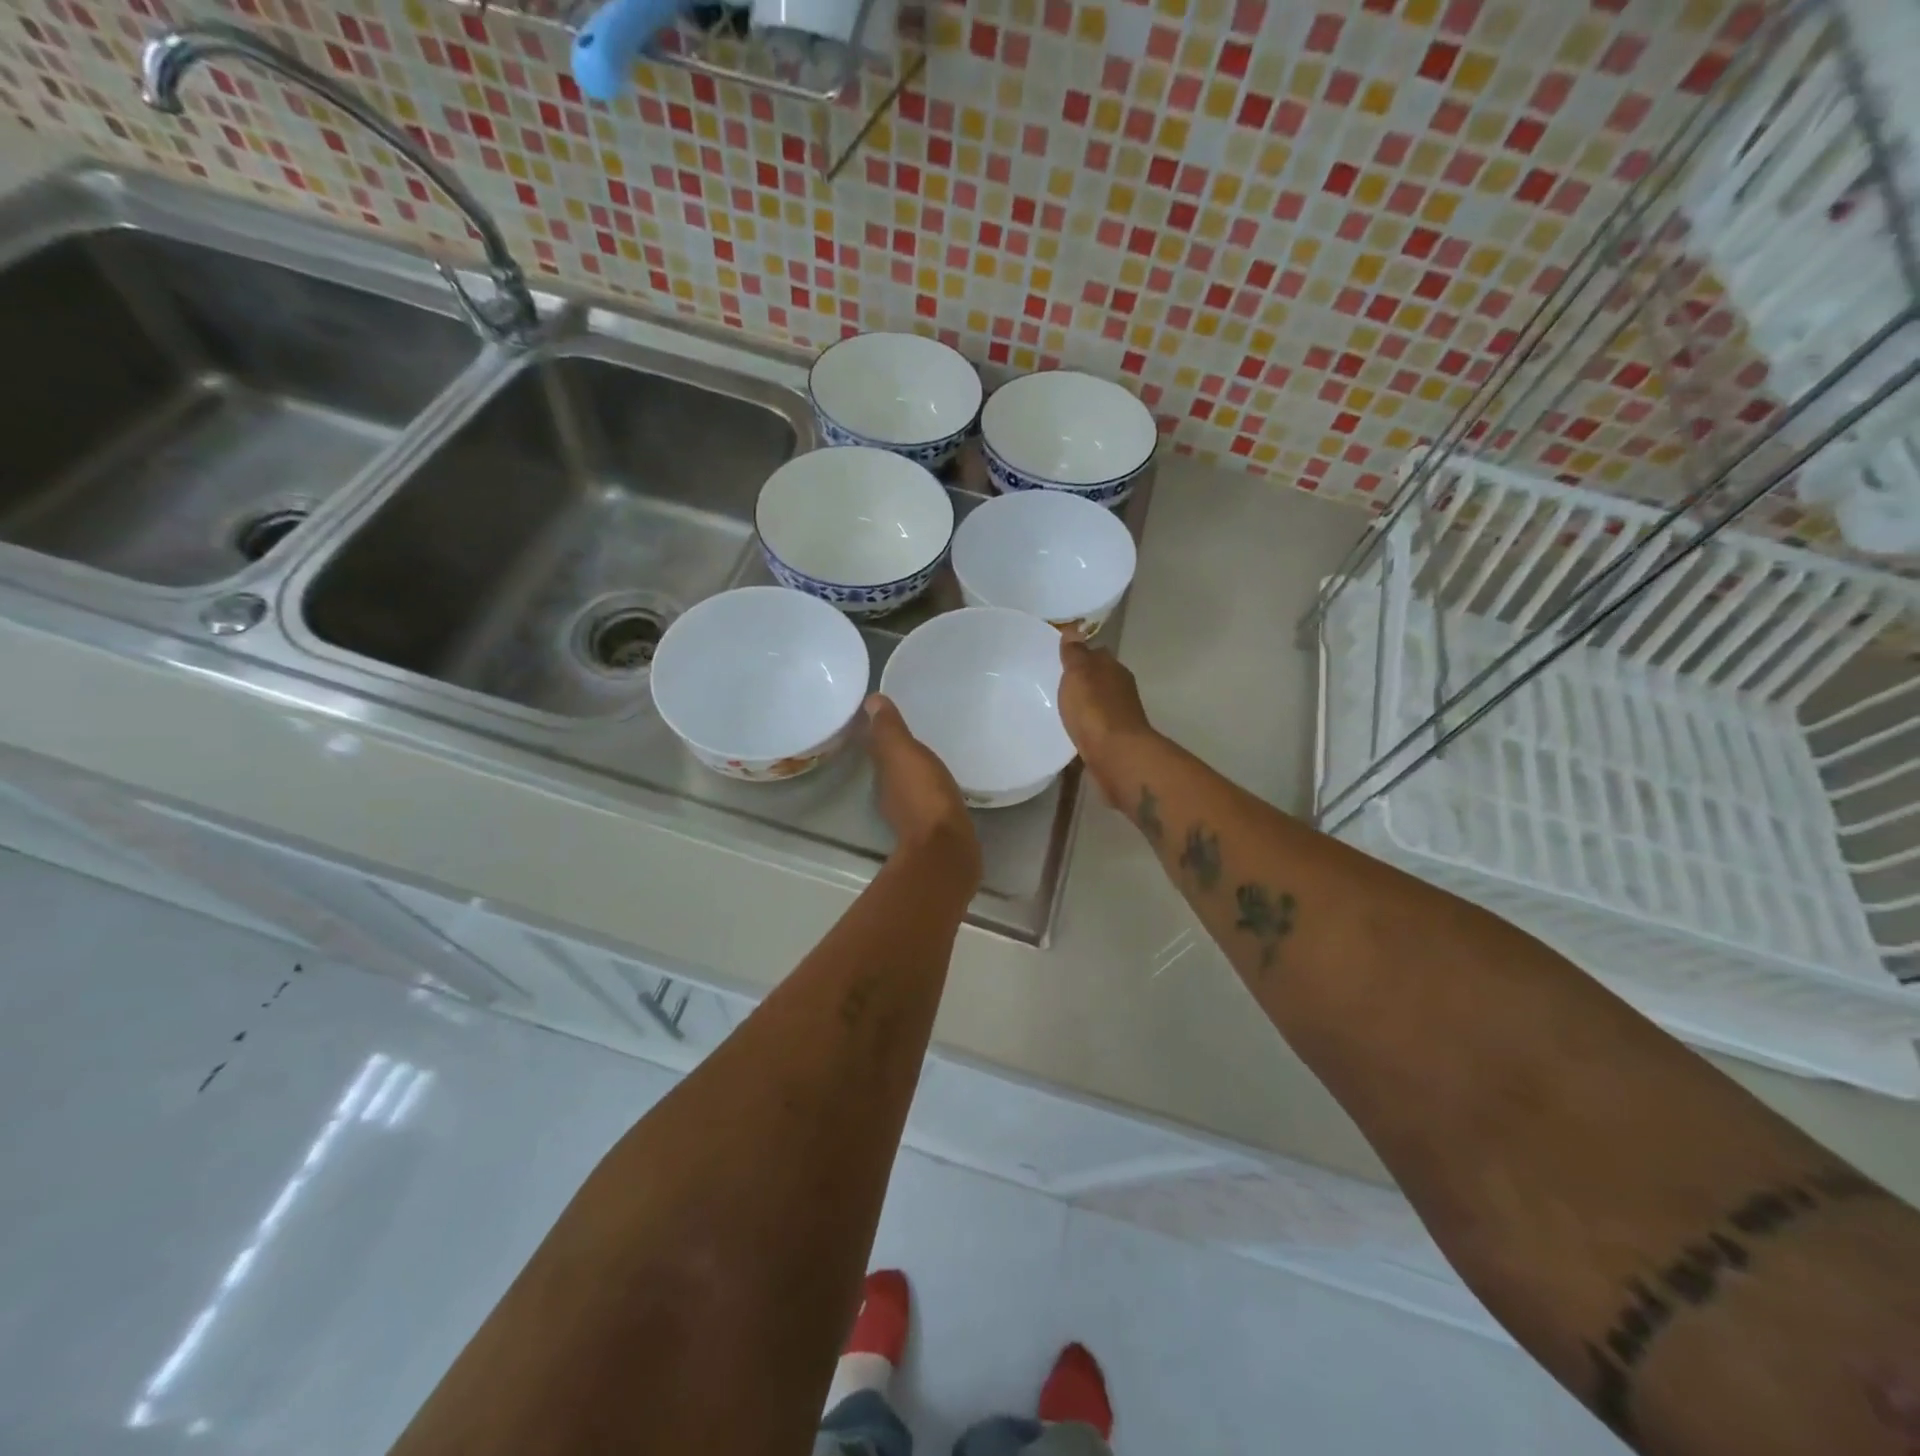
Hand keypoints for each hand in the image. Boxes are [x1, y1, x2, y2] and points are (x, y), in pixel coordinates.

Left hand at [864, 695, 980, 880]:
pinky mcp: (933, 828)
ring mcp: (911, 814)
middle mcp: (891, 795)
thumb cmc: (924, 796)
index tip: (887, 714)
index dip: (879, 731)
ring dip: (914, 771)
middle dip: (897, 751)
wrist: (947, 849)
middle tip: (913, 729)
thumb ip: (889, 729)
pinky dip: (931, 790)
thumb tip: (871, 700)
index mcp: (882, 775)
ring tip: (930, 755)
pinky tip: (944, 784)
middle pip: (891, 766)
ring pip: (908, 784)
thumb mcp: (905, 754)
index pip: (876, 747)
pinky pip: (929, 800)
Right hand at [1058, 633, 1154, 798]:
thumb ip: (1075, 654)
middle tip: (1055, 684)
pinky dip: (1086, 725)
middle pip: (1099, 679)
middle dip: (1082, 681)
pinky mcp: (1115, 740)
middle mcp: (1121, 689)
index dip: (1080, 655)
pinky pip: (1096, 726)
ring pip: (1099, 703)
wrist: (1115, 755)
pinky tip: (1072, 730)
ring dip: (1084, 705)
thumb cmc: (1094, 709)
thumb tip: (1074, 630)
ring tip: (1060, 708)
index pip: (1097, 655)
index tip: (1060, 660)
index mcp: (1114, 669)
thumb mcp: (1078, 674)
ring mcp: (1121, 716)